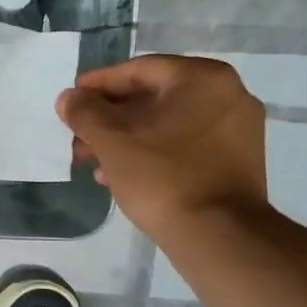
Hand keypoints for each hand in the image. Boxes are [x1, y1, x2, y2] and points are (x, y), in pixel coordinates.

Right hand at [58, 55, 266, 239]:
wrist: (219, 236)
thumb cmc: (163, 177)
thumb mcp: (112, 141)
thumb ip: (85, 113)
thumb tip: (69, 98)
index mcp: (202, 78)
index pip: (139, 70)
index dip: (99, 85)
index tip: (72, 100)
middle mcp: (228, 95)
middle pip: (153, 98)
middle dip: (110, 120)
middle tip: (78, 139)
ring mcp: (237, 130)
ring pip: (167, 125)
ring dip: (127, 140)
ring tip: (94, 165)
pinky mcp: (238, 161)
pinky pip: (185, 145)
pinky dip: (153, 153)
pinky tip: (122, 177)